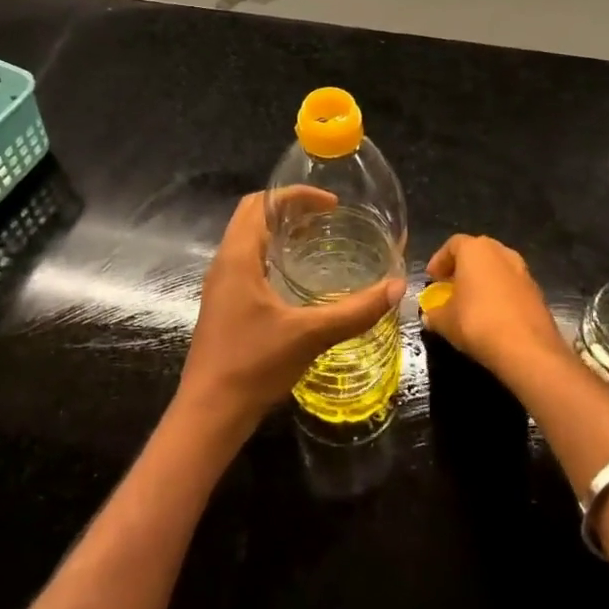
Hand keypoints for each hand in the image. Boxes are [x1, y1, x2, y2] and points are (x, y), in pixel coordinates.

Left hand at [176, 193, 404, 434]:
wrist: (210, 412)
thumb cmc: (254, 364)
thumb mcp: (310, 335)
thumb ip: (355, 311)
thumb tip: (397, 287)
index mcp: (238, 257)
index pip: (261, 203)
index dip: (296, 196)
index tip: (331, 204)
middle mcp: (224, 263)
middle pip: (253, 215)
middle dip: (288, 209)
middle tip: (326, 218)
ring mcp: (221, 285)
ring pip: (248, 240)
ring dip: (279, 232)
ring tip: (316, 240)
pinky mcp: (223, 304)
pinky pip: (247, 262)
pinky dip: (272, 255)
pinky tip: (297, 279)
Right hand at [423, 234, 568, 381]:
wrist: (527, 350)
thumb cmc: (477, 323)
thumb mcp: (444, 321)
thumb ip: (434, 314)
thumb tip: (430, 316)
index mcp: (475, 250)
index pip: (453, 245)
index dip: (439, 261)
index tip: (432, 279)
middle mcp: (501, 253)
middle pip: (478, 253)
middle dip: (463, 268)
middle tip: (451, 286)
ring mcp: (523, 272)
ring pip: (497, 269)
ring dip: (483, 281)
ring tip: (471, 303)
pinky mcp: (538, 293)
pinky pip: (512, 287)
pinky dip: (500, 296)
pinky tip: (492, 317)